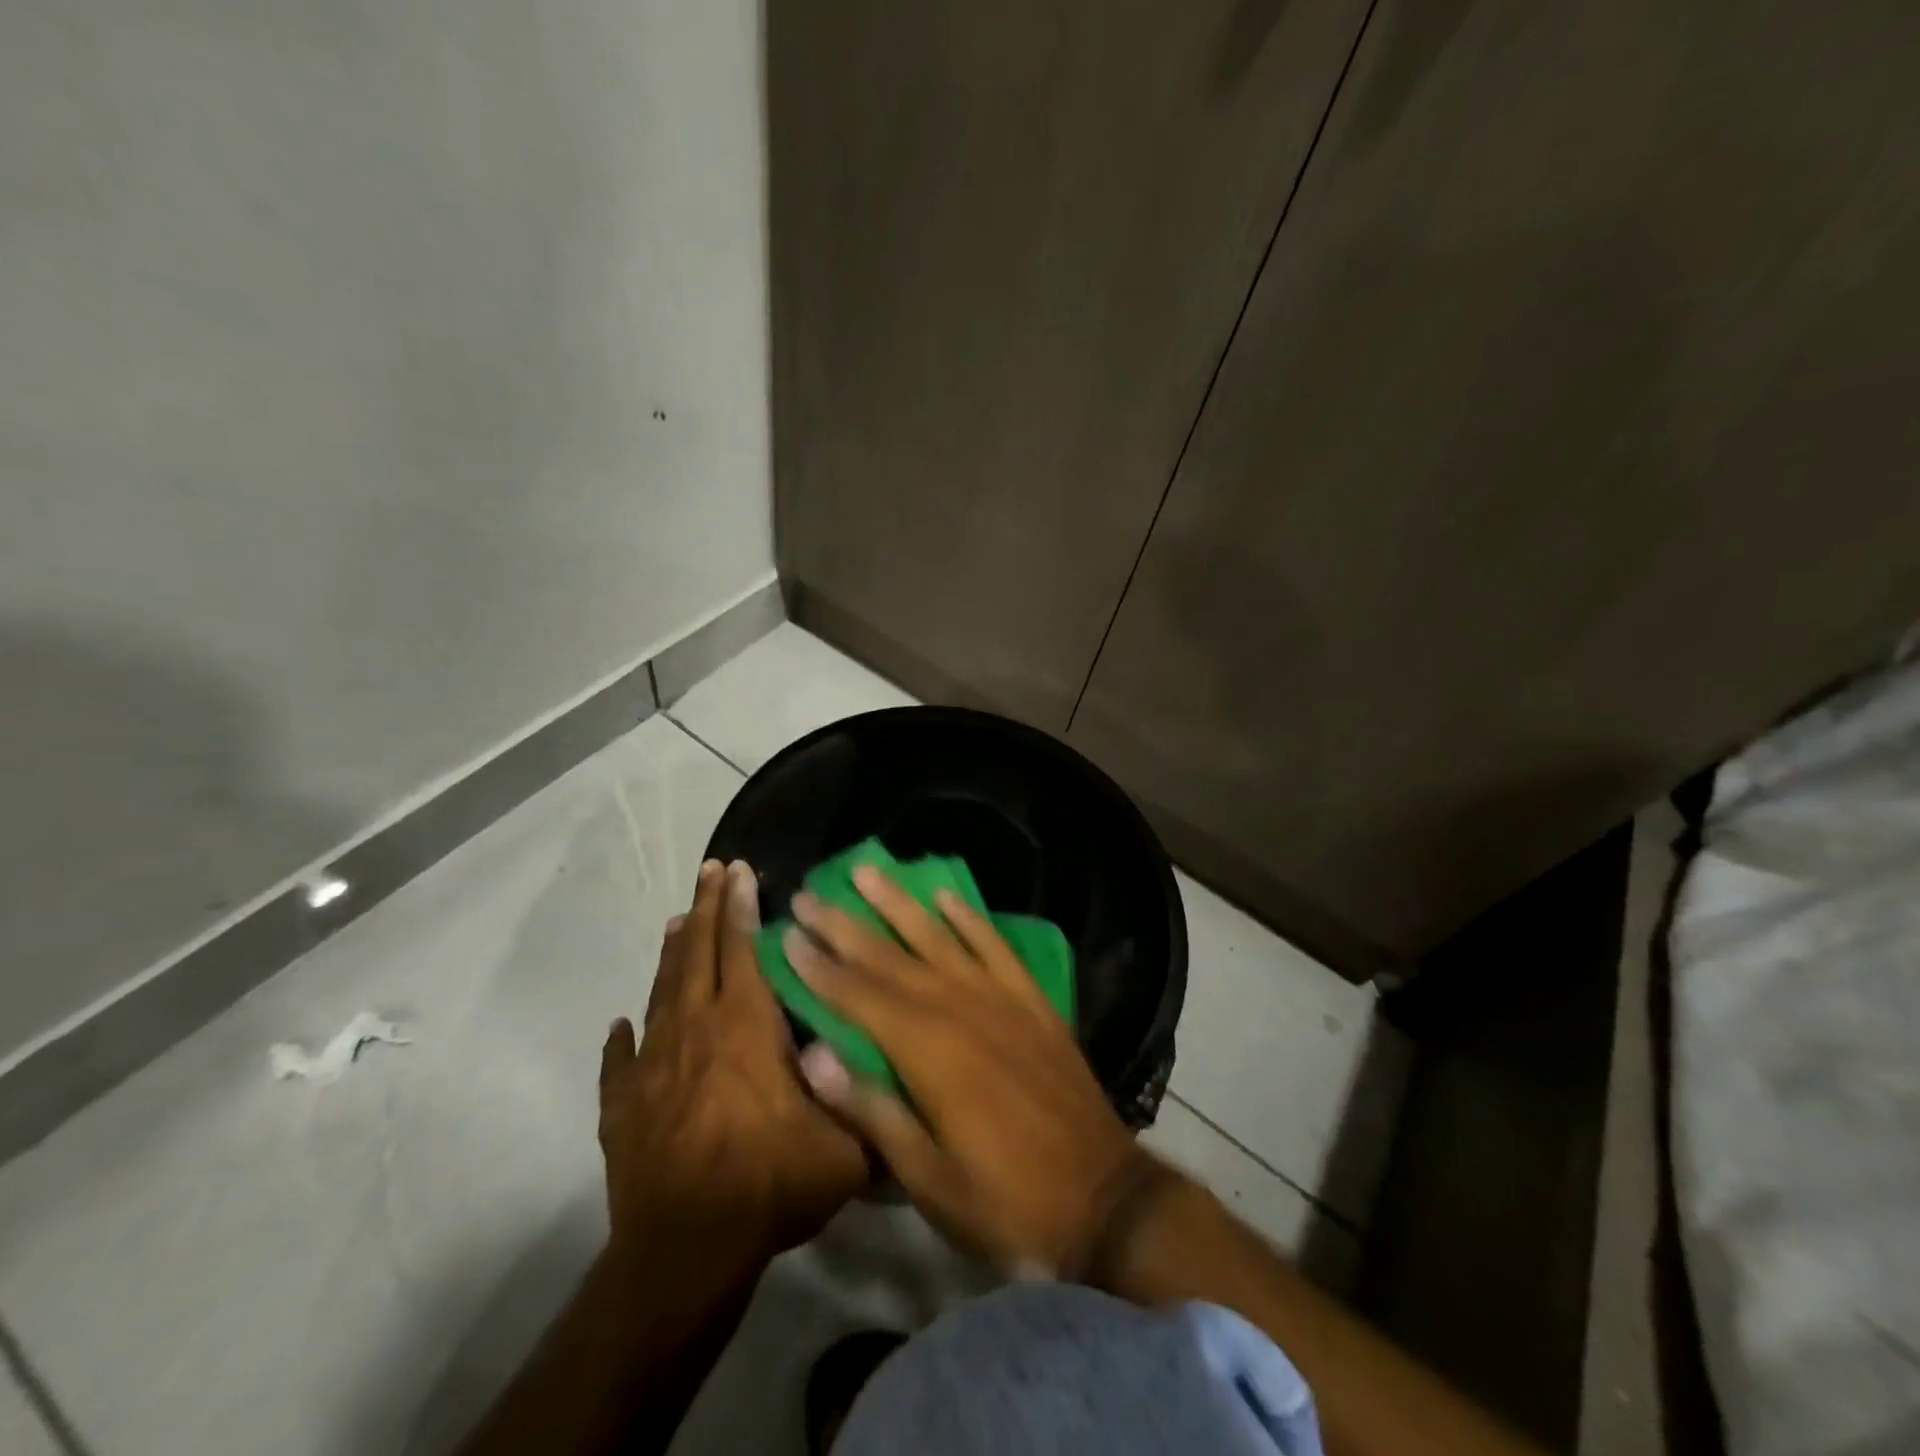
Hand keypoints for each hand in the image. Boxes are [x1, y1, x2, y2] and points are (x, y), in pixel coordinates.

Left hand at [598, 860, 868, 1261]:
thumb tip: (896, 1077)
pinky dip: (621, 1040)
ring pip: (661, 993)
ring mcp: (653, 1066)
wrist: (684, 1252)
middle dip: (706, 907)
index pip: (742, 949)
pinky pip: (620, 1061)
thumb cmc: (769, 1184)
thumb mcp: (845, 1149)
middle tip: (710, 870)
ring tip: (677, 922)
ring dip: (671, 954)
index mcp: (746, 1026)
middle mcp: (696, 1030)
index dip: (740, 906)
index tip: (738, 869)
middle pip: (698, 954)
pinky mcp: (622, 1106)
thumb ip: (872, 1106)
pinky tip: (619, 1025)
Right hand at [782, 866, 1171, 1279]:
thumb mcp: (927, 1178)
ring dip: (900, 903)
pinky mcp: (1032, 1001)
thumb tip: (811, 1054)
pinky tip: (945, 896)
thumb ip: (870, 1110)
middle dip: (845, 925)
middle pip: (889, 958)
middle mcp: (959, 1009)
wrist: (1103, 1198)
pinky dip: (969, 918)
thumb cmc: (1004, 1201)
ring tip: (868, 870)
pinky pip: (995, 946)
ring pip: (938, 937)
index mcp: (927, 1052)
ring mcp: (1000, 999)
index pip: (858, 997)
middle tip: (809, 893)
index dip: (819, 966)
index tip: (787, 932)